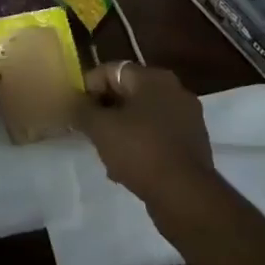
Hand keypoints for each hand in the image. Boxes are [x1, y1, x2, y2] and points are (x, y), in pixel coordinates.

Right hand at [74, 63, 217, 215]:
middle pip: (128, 92)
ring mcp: (186, 116)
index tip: (76, 112)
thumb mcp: (101, 128)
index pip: (110, 70)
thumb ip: (82, 109)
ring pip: (142, 116)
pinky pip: (157, 135)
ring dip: (121, 131)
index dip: (88, 88)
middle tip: (89, 133)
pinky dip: (140, 145)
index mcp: (153, 77)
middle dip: (105, 112)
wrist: (184, 194)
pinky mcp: (192, 142)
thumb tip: (73, 100)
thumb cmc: (140, 151)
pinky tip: (127, 168)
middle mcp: (174, 89)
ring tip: (106, 155)